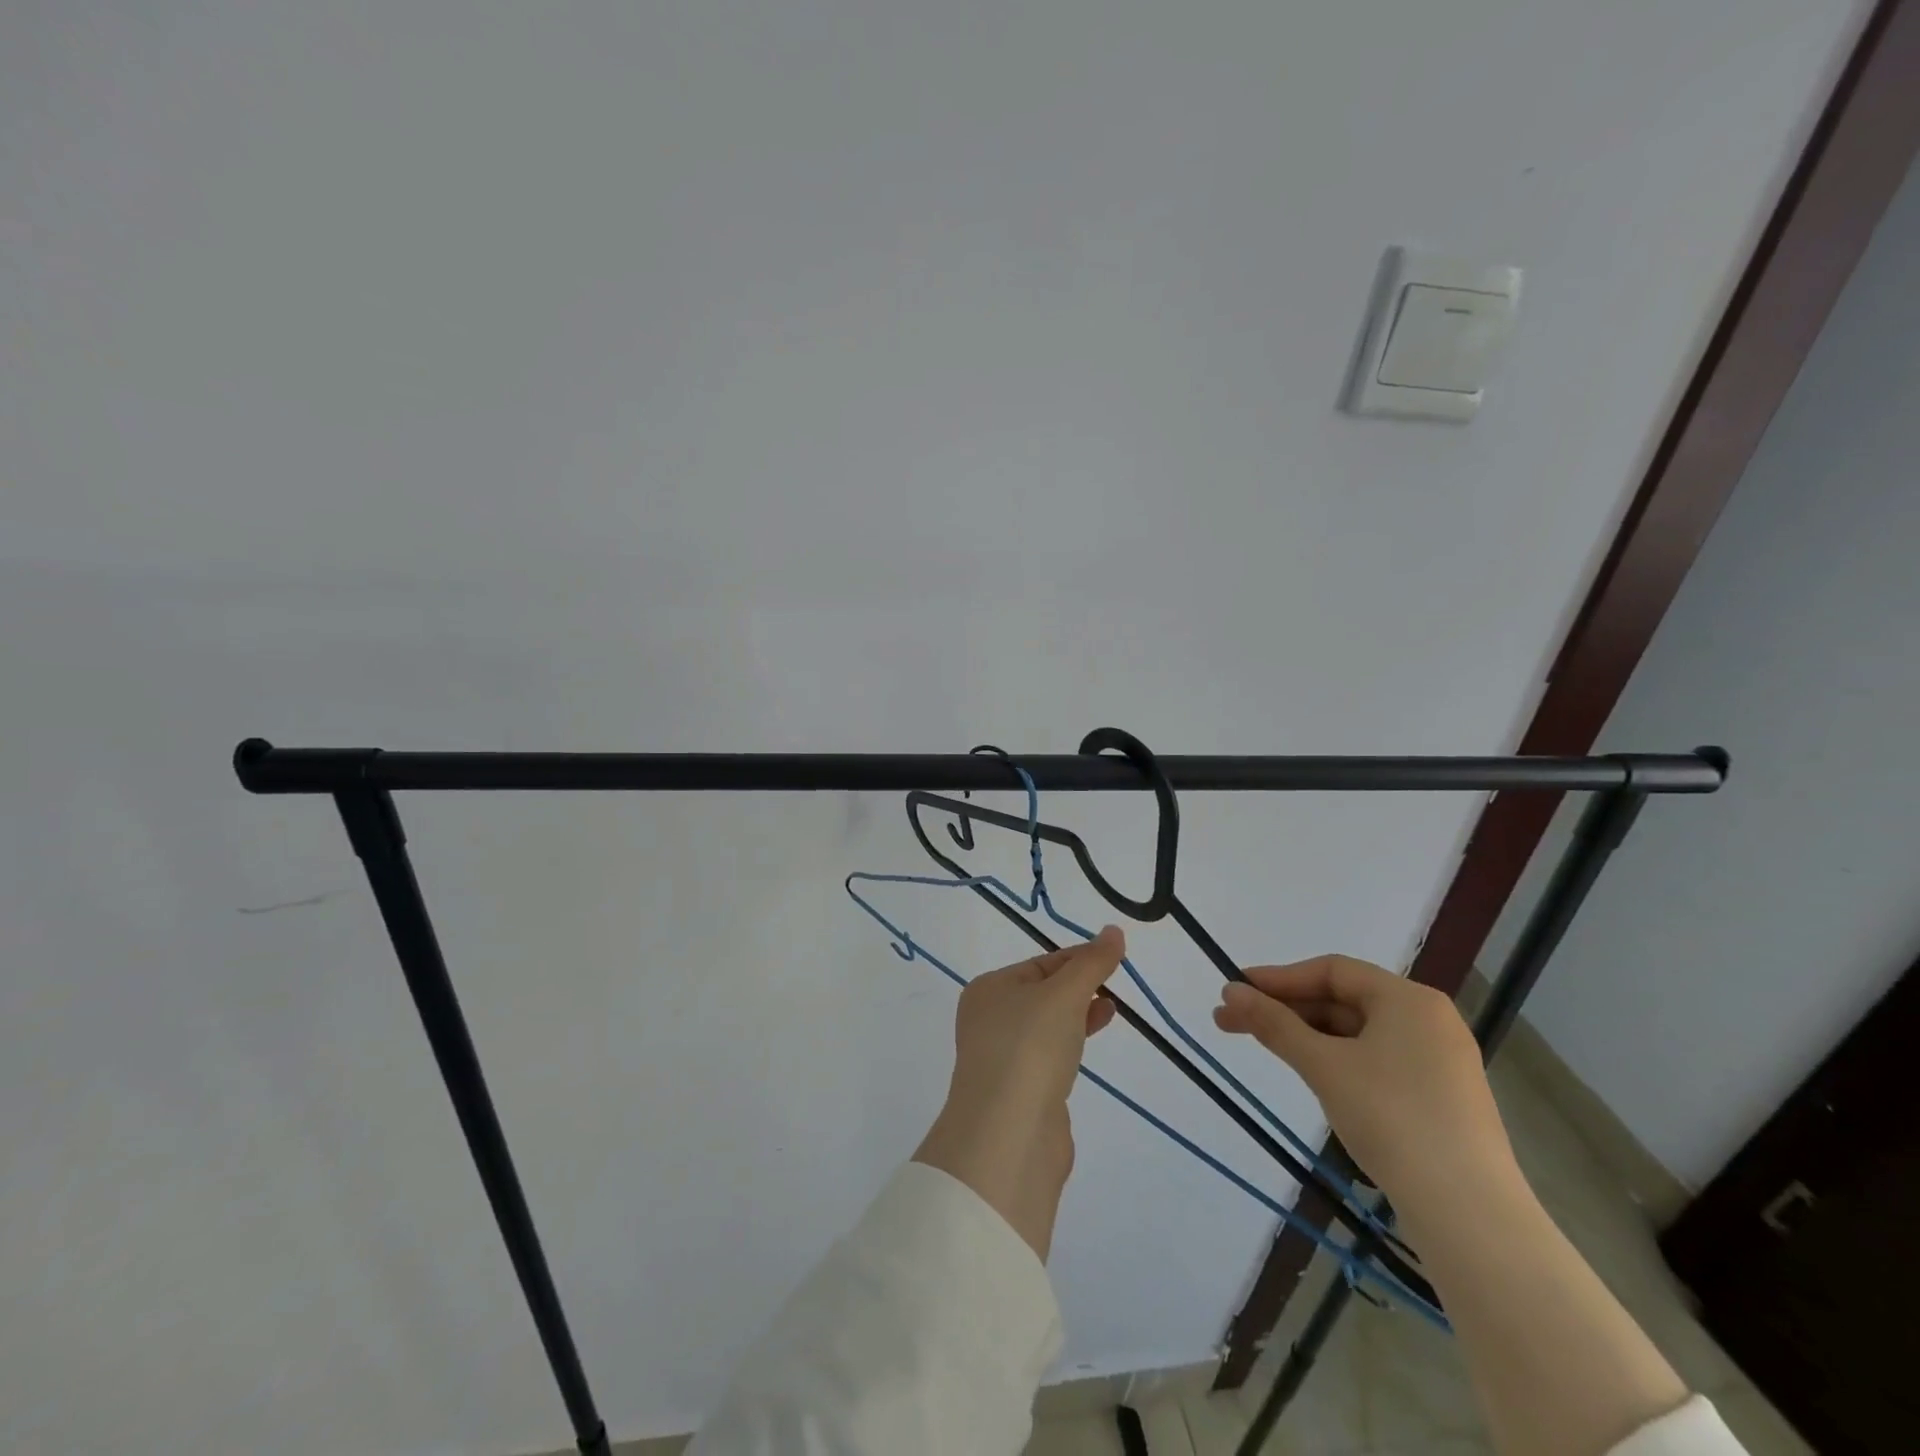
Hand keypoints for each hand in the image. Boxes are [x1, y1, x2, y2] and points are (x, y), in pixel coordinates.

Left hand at [913, 927, 1124, 1259]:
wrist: (1010, 1134)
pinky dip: (1071, 1045)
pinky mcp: (1020, 1091)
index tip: (1115, 958)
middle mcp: (989, 1019)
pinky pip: (1049, 1057)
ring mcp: (1003, 1057)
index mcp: (989, 989)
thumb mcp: (1065, 994)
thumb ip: (1092, 963)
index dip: (1079, 958)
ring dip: (1078, 1015)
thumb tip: (1114, 931)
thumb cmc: (1031, 1047)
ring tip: (1111, 1009)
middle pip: (1042, 992)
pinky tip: (1089, 1047)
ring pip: (1047, 1025)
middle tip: (1115, 985)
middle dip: (1079, 986)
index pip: (1041, 963)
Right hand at [1212, 955, 1517, 1210]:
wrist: (1468, 1213)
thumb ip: (1274, 1023)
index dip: (1279, 978)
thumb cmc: (1391, 1117)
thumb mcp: (1323, 1065)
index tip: (1236, 990)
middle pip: (1345, 1000)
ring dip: (1309, 1035)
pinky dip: (1339, 1059)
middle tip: (1234, 1021)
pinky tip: (1314, 1075)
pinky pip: (1379, 1060)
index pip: (1332, 971)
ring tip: (1267, 1047)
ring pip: (1360, 1032)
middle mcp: (1429, 1020)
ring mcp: (1440, 1061)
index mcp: (1409, 999)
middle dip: (1287, 1009)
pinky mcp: (1442, 1098)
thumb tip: (1230, 990)